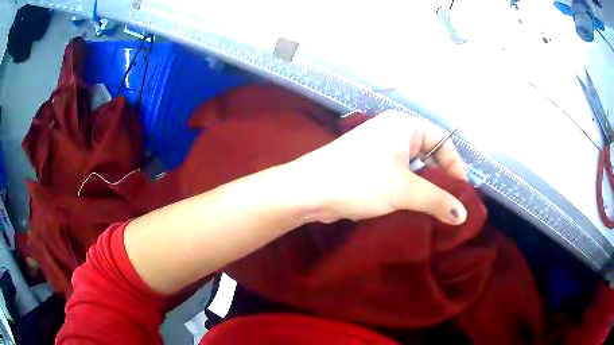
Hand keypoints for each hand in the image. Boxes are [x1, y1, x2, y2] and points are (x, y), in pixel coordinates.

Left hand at [293, 110, 467, 224]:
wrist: (308, 191)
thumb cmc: (359, 181)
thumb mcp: (404, 190)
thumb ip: (437, 200)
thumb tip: (463, 215)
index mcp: (404, 126)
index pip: (442, 141)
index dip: (455, 166)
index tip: (462, 193)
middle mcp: (393, 133)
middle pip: (430, 155)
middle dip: (441, 180)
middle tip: (451, 207)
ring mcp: (380, 151)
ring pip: (414, 169)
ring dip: (425, 189)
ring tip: (437, 212)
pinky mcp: (370, 168)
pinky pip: (399, 177)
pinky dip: (409, 192)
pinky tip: (416, 210)